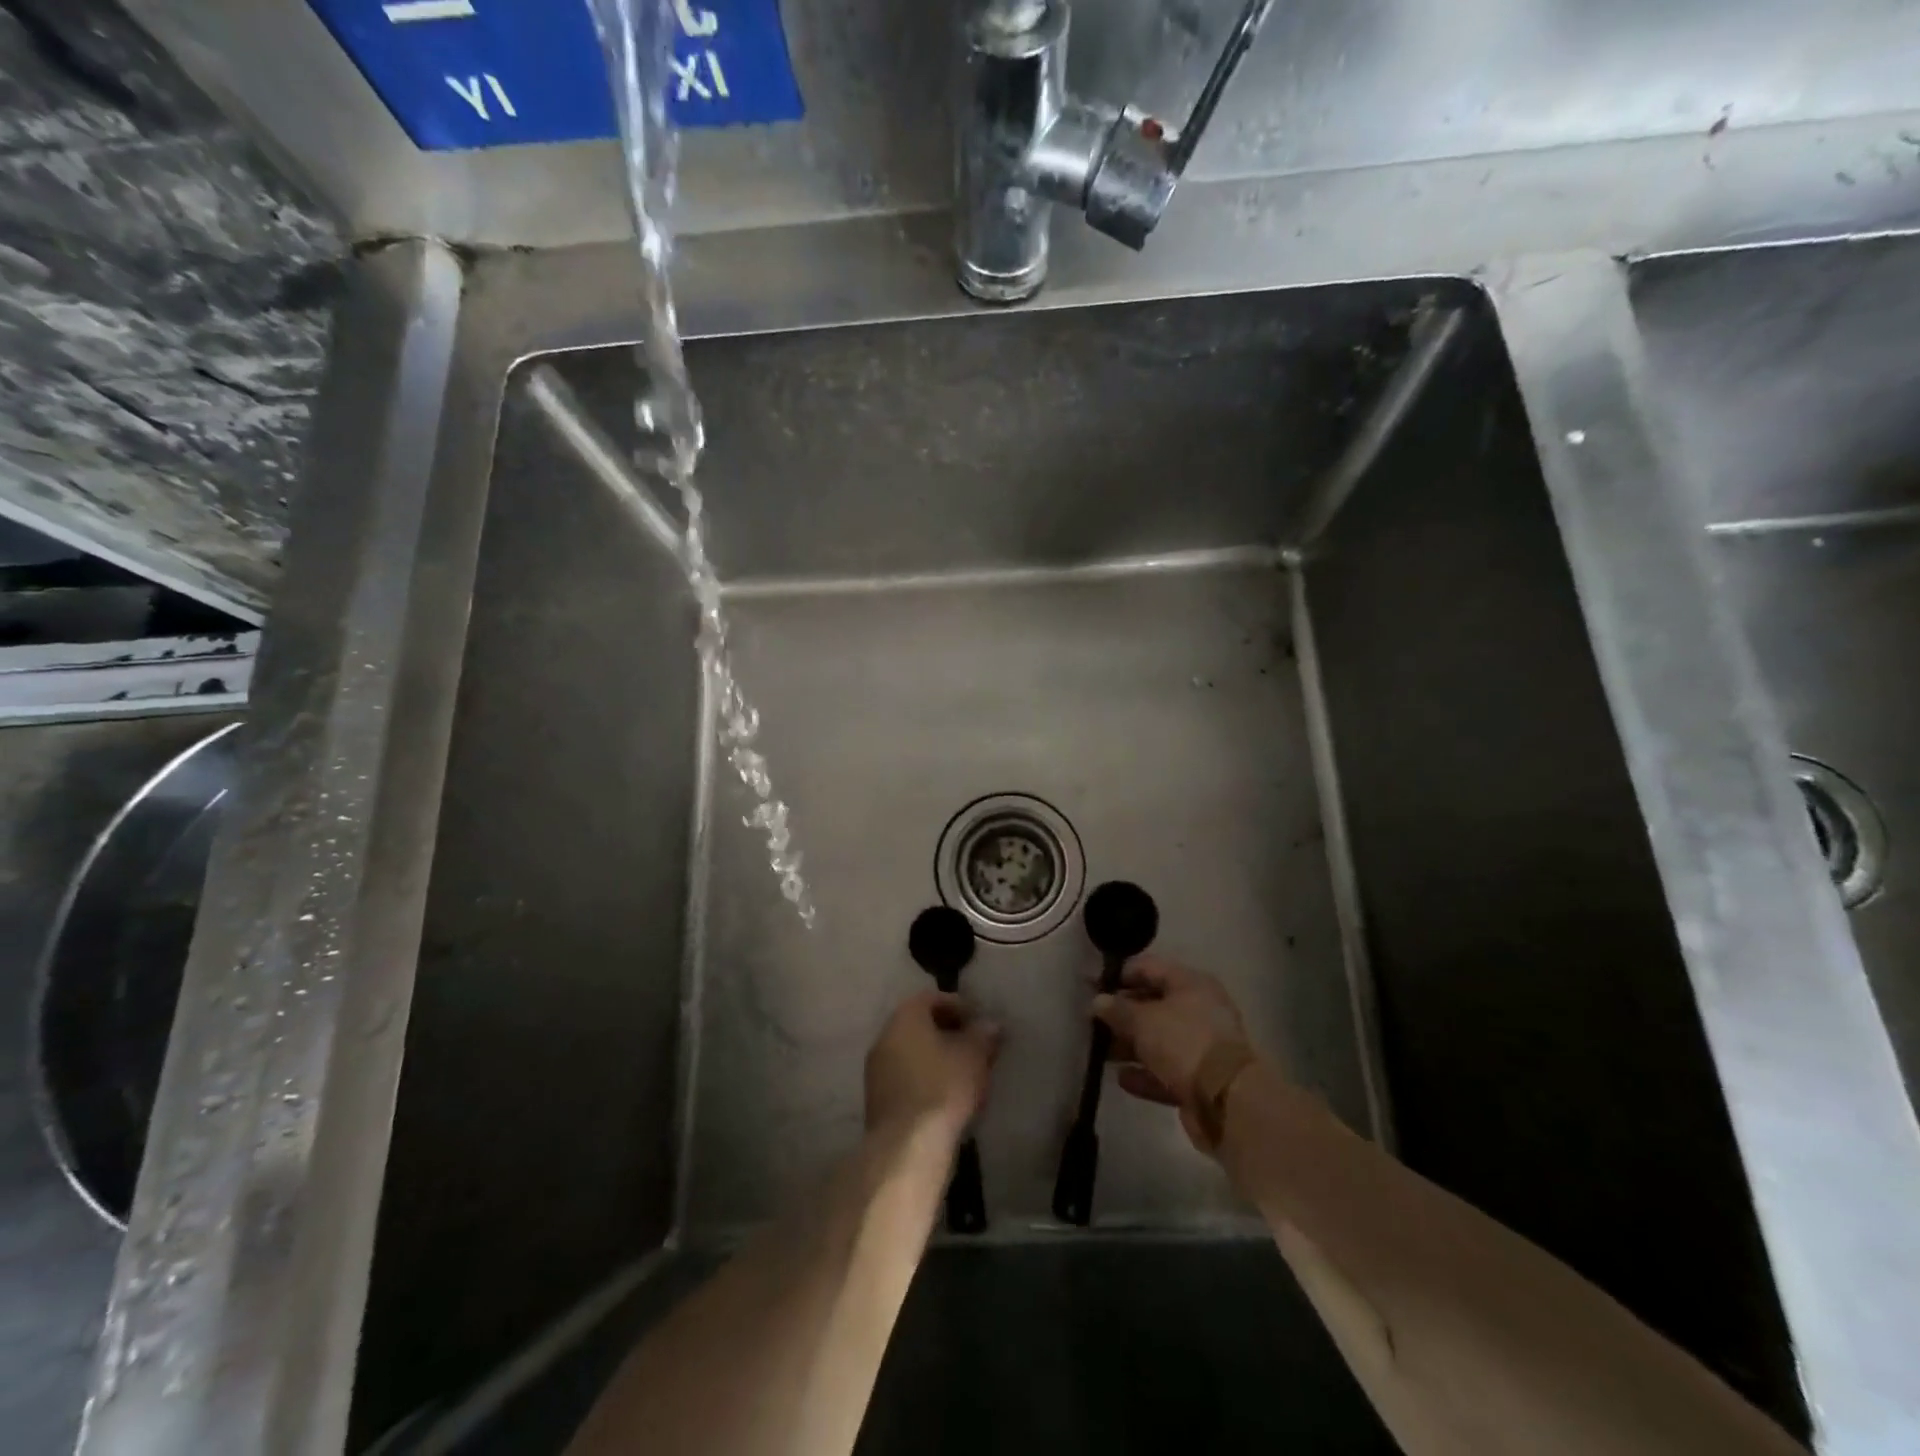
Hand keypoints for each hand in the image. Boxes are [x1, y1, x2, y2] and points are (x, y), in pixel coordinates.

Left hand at [865, 990, 1001, 1150]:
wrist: (907, 1146)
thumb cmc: (943, 1087)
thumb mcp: (974, 1056)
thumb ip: (983, 1035)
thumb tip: (991, 1025)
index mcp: (905, 1017)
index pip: (931, 998)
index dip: (958, 1006)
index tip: (978, 1021)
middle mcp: (884, 1036)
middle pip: (919, 1025)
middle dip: (947, 1032)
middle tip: (973, 1046)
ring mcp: (876, 1070)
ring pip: (911, 1053)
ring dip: (935, 1058)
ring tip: (963, 1073)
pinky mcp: (877, 1100)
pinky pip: (905, 1078)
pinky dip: (924, 1079)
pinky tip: (945, 1096)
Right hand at [1094, 956, 1248, 1146]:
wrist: (1227, 1100)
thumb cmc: (1183, 1043)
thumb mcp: (1143, 1020)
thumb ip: (1118, 1009)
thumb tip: (1098, 1001)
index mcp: (1191, 983)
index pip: (1149, 968)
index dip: (1120, 975)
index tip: (1092, 986)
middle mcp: (1199, 1009)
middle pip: (1154, 1004)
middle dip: (1123, 1014)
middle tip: (1093, 1022)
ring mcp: (1202, 1046)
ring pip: (1159, 1039)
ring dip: (1130, 1046)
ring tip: (1101, 1053)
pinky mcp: (1200, 1079)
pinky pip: (1166, 1070)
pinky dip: (1145, 1074)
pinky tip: (1122, 1079)